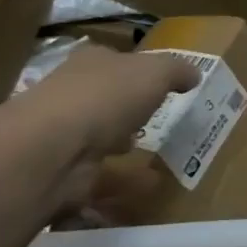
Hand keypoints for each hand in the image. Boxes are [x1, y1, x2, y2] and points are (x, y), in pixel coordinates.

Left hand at [11, 46, 200, 208]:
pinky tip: (150, 186)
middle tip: (155, 117)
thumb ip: (177, 71)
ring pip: (99, 138)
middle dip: (125, 108)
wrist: (52, 150)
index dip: (135, 69)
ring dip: (121, 145)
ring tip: (152, 153)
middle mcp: (72, 95)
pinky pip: (101, 177)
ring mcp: (64, 136)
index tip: (158, 82)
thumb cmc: (106, 96)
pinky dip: (124, 183)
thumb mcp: (155, 72)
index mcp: (91, 63)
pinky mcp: (65, 174)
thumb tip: (194, 75)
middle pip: (104, 98)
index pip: (113, 60)